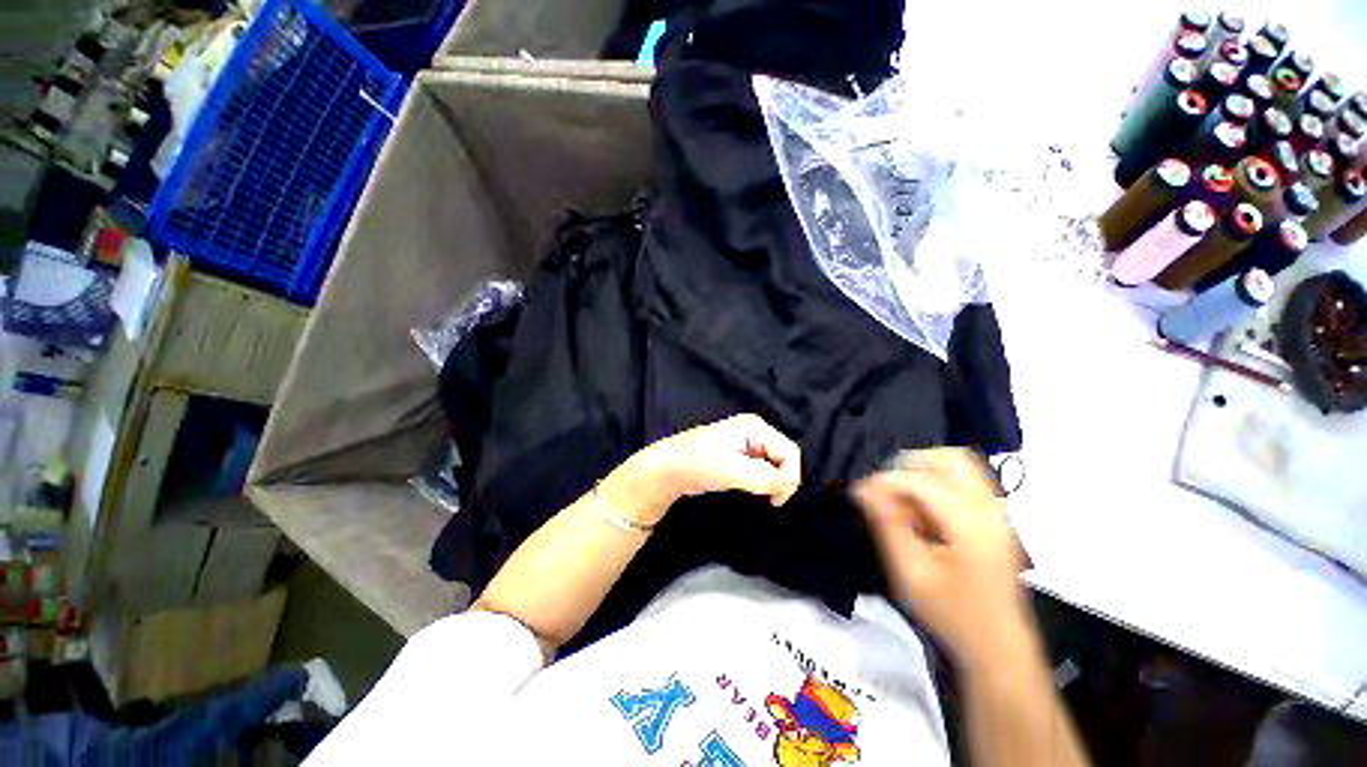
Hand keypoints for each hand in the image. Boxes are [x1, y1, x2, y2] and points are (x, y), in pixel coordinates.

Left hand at [606, 414, 801, 525]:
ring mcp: (746, 445)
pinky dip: (760, 484)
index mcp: (756, 427)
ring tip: (756, 495)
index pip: (789, 451)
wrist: (668, 469)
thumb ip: (765, 478)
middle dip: (780, 480)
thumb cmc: (699, 463)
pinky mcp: (739, 458)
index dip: (789, 476)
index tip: (777, 500)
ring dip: (769, 483)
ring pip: (773, 467)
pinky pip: (761, 471)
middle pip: (783, 458)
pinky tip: (748, 490)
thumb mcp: (733, 470)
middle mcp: (754, 432)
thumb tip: (788, 486)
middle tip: (769, 500)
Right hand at [853, 448, 1030, 668]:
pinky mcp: (996, 518)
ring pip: (960, 465)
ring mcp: (998, 512)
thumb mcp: (909, 573)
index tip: (860, 494)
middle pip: (951, 458)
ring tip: (902, 498)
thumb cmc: (950, 615)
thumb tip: (863, 489)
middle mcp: (990, 509)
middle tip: (885, 489)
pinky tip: (922, 511)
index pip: (921, 480)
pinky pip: (965, 481)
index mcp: (970, 525)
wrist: (997, 647)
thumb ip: (888, 525)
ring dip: (924, 472)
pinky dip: (937, 483)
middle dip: (909, 464)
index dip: (884, 481)